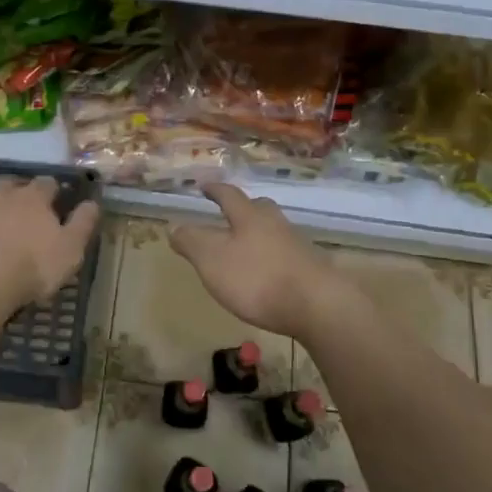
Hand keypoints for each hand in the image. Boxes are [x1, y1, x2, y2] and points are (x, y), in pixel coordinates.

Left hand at [0, 174, 99, 313]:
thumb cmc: (30, 268)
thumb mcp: (70, 251)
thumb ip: (82, 224)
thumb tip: (93, 202)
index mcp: (33, 199)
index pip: (46, 184)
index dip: (50, 190)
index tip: (53, 196)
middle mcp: (1, 193)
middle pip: (9, 181)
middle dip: (14, 187)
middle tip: (17, 200)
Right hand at [170, 183, 349, 340]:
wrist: (318, 306)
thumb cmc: (257, 278)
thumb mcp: (212, 260)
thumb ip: (191, 242)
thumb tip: (174, 226)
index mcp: (249, 217)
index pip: (229, 195)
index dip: (215, 190)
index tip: (204, 186)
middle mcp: (276, 224)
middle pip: (259, 208)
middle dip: (244, 209)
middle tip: (231, 214)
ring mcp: (298, 245)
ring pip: (275, 230)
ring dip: (260, 234)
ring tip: (247, 247)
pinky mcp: (313, 269)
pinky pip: (287, 254)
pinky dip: (274, 257)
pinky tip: (269, 272)